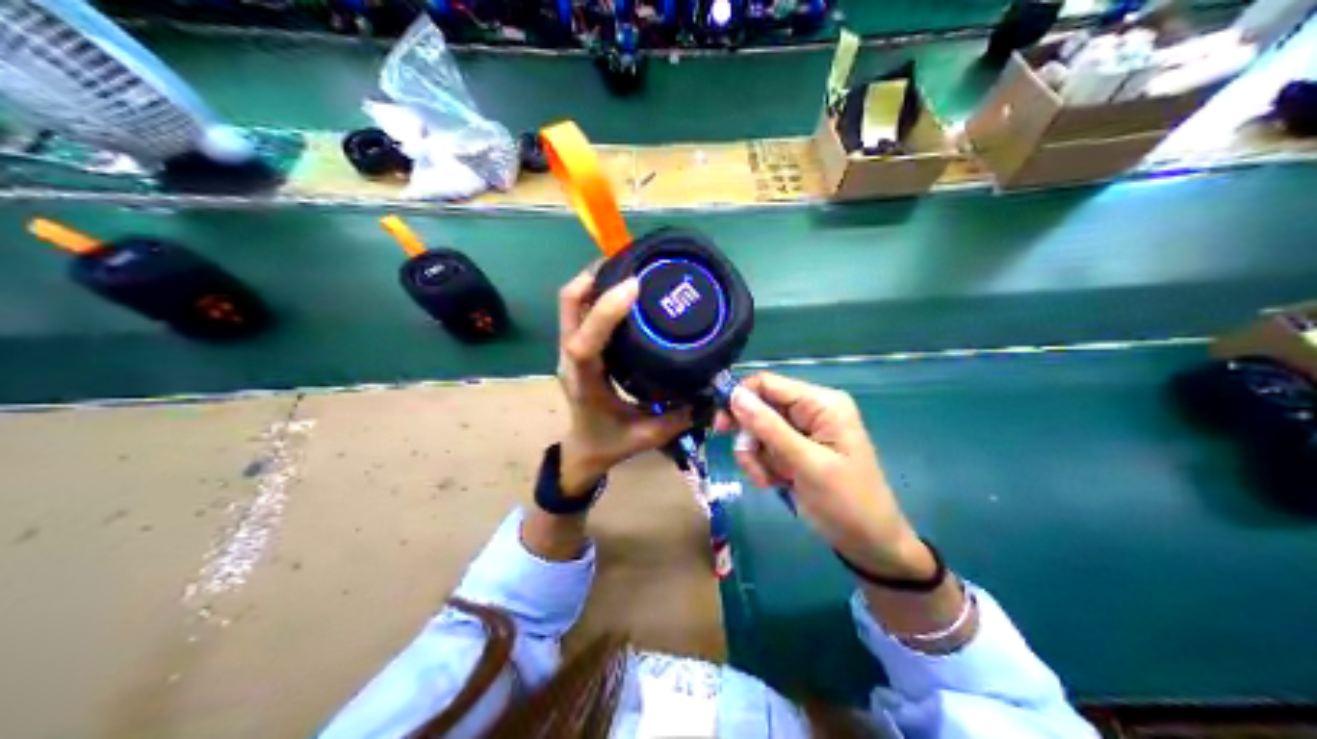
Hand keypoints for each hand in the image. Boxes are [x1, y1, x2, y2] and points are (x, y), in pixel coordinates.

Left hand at [554, 269, 691, 494]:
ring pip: (571, 303)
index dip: (604, 311)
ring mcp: (570, 350)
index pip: (584, 343)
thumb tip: (709, 393)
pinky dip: (598, 290)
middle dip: (595, 277)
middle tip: (631, 263)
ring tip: (630, 267)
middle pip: (569, 306)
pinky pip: (580, 309)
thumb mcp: (647, 436)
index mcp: (585, 383)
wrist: (583, 451)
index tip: (634, 287)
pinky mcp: (577, 346)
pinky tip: (625, 289)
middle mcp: (571, 360)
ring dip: (595, 279)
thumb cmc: (610, 444)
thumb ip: (677, 417)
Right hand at [719, 372, 923, 580]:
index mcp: (822, 404)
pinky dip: (764, 467)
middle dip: (751, 438)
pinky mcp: (796, 454)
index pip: (769, 384)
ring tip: (770, 481)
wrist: (869, 543)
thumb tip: (734, 395)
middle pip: (760, 408)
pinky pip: (766, 451)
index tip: (720, 426)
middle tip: (748, 461)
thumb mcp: (806, 463)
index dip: (740, 398)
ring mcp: (803, 434)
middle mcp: (811, 412)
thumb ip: (769, 428)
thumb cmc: (846, 501)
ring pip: (758, 433)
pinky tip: (775, 484)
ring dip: (756, 458)